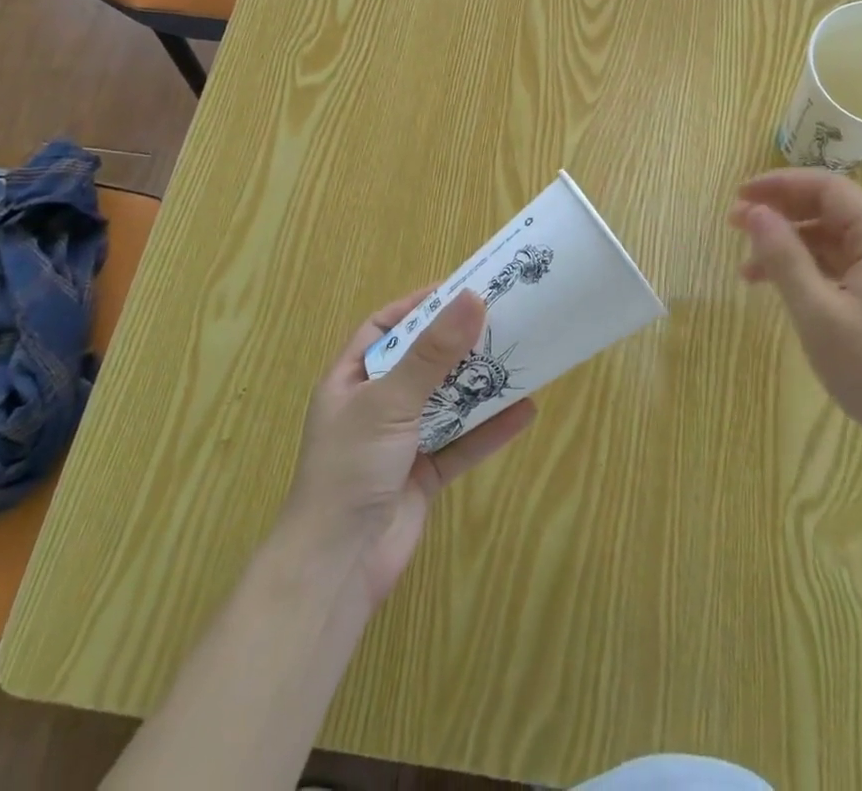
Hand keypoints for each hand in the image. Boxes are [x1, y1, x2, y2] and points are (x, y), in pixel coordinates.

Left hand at [281, 287, 534, 608]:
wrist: (336, 570)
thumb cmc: (351, 469)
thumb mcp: (390, 401)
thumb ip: (433, 353)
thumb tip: (473, 299)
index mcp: (350, 380)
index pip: (384, 327)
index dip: (418, 306)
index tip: (460, 290)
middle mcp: (375, 406)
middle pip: (422, 362)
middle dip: (458, 343)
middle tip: (501, 318)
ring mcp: (400, 442)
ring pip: (446, 401)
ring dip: (479, 383)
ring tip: (518, 356)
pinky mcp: (424, 475)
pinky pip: (462, 443)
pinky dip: (490, 429)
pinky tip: (525, 410)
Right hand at [727, 169, 861, 458]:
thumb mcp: (817, 313)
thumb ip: (784, 257)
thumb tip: (754, 212)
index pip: (826, 187)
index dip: (778, 185)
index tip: (738, 197)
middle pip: (829, 207)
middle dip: (780, 213)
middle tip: (734, 226)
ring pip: (832, 235)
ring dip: (790, 243)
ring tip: (748, 267)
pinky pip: (842, 260)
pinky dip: (808, 265)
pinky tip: (779, 284)